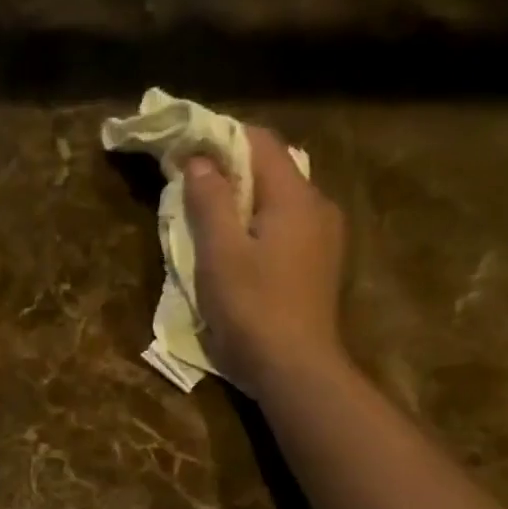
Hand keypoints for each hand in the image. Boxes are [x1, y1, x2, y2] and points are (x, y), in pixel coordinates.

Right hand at [182, 126, 348, 401]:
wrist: (295, 369)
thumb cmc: (253, 309)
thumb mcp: (220, 253)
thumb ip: (209, 201)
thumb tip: (198, 160)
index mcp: (294, 196)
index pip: (260, 141)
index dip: (220, 138)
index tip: (183, 150)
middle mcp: (318, 207)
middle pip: (271, 170)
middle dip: (230, 172)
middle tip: (190, 189)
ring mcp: (324, 239)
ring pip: (279, 203)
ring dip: (242, 204)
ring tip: (208, 223)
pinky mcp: (319, 267)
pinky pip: (285, 230)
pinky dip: (257, 228)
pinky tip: (236, 253)